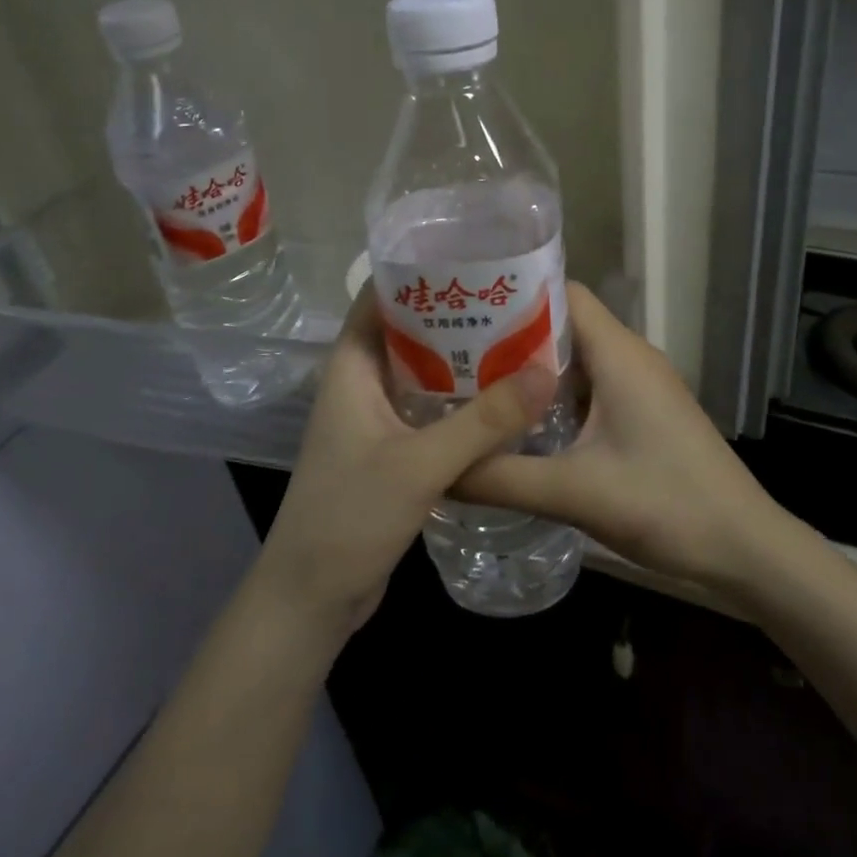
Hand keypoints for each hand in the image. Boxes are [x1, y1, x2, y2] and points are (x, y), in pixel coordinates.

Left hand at [255, 287, 557, 639]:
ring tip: (519, 340)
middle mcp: (362, 385)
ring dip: (462, 359)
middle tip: (513, 301)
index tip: (472, 258)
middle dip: (454, 315)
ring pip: (423, 373)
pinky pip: (430, 411)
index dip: (419, 273)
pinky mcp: (391, 451)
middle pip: (408, 332)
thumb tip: (545, 371)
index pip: (379, 298)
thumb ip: (483, 421)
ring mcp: (375, 420)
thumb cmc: (349, 517)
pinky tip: (503, 400)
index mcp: (352, 368)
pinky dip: (461, 400)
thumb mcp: (420, 464)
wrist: (311, 598)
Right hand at [453, 283, 782, 593]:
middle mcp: (630, 356)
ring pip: (575, 358)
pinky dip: (553, 397)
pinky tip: (518, 424)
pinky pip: (590, 387)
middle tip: (451, 355)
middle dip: (509, 335)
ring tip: (472, 386)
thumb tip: (437, 469)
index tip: (464, 310)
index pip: (561, 292)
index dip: (513, 295)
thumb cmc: (668, 506)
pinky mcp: (643, 412)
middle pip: (562, 323)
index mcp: (619, 353)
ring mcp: (640, 385)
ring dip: (529, 370)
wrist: (744, 547)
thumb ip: (501, 478)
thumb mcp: (575, 493)